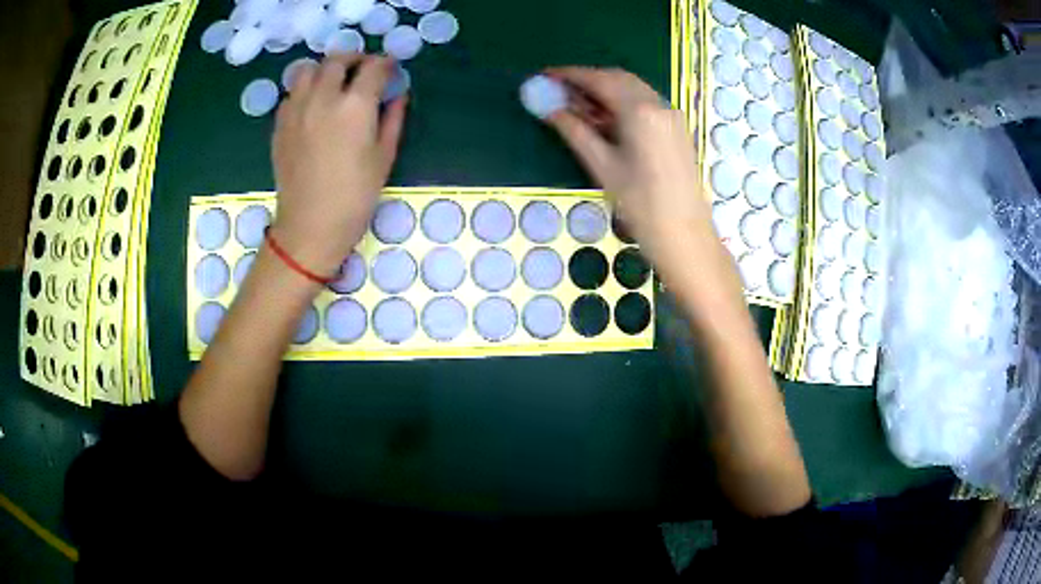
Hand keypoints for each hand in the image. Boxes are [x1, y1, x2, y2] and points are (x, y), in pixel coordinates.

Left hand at [270, 54, 406, 276]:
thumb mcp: (384, 158)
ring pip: (308, 69)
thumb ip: (392, 119)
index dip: (386, 64)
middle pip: (337, 60)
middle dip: (355, 59)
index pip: (373, 68)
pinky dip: (305, 89)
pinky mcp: (280, 124)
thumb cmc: (355, 197)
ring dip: (324, 69)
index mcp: (355, 106)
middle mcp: (323, 98)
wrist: (310, 227)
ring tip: (334, 82)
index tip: (391, 68)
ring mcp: (297, 109)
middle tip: (364, 70)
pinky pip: (292, 93)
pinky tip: (314, 105)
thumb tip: (398, 96)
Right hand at [543, 68, 720, 277]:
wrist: (684, 235)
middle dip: (588, 80)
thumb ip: (575, 131)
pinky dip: (623, 103)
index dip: (570, 75)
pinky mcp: (677, 128)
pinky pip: (646, 103)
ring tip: (578, 107)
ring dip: (606, 91)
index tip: (546, 75)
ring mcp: (672, 116)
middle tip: (560, 91)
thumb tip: (550, 109)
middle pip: (618, 79)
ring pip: (633, 90)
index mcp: (640, 111)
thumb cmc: (641, 205)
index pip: (600, 80)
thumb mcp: (602, 166)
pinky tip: (606, 120)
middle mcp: (659, 105)